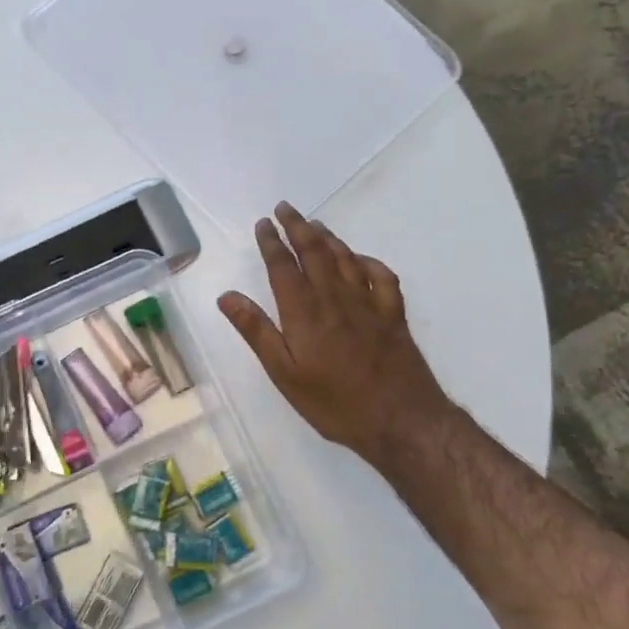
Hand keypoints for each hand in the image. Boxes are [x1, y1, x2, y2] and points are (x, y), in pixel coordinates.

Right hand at [218, 203, 451, 469]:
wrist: (400, 420)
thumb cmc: (334, 402)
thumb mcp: (284, 373)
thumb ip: (256, 331)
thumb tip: (227, 296)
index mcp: (304, 311)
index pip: (283, 265)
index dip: (271, 242)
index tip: (263, 223)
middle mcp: (336, 297)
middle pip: (315, 251)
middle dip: (297, 227)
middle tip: (285, 208)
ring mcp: (369, 303)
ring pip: (346, 258)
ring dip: (328, 237)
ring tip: (315, 224)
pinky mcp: (393, 315)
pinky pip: (382, 276)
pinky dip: (368, 261)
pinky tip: (361, 259)